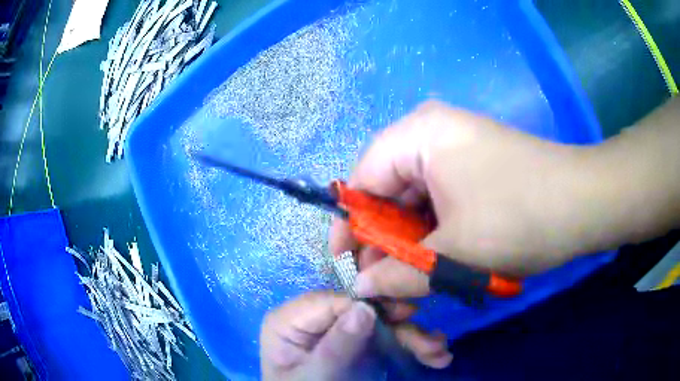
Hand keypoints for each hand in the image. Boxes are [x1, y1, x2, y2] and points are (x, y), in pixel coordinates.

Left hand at [260, 291, 452, 379]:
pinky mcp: (357, 342)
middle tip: (432, 343)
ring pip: (380, 323)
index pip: (333, 302)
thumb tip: (365, 307)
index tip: (406, 313)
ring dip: (412, 337)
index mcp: (290, 320)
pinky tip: (433, 354)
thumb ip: (336, 346)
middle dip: (400, 326)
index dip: (370, 305)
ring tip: (439, 353)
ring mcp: (339, 329)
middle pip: (361, 310)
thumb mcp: (314, 376)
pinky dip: (409, 345)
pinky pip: (385, 337)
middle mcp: (316, 318)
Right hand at [331, 100, 587, 297]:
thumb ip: (399, 274)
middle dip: (384, 243)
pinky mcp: (474, 169)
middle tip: (383, 288)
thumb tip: (360, 287)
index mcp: (419, 134)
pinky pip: (439, 203)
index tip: (346, 265)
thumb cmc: (521, 217)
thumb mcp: (456, 254)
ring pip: (415, 203)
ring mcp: (456, 151)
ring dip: (412, 246)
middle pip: (389, 192)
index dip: (351, 225)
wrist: (585, 204)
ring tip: (412, 286)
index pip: (363, 179)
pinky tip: (439, 264)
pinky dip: (435, 236)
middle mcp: (432, 134)